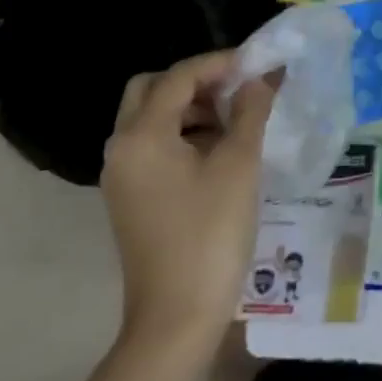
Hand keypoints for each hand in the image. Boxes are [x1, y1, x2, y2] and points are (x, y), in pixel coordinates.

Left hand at [101, 53, 277, 355]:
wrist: (177, 317)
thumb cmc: (210, 233)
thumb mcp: (239, 164)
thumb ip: (250, 111)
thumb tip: (259, 78)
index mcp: (141, 136)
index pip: (177, 77)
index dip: (219, 63)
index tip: (258, 64)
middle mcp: (122, 149)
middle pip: (151, 91)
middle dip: (195, 81)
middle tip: (237, 88)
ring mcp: (123, 176)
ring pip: (152, 119)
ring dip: (192, 107)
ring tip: (238, 118)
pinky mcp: (133, 197)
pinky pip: (155, 146)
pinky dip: (185, 134)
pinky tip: (222, 150)